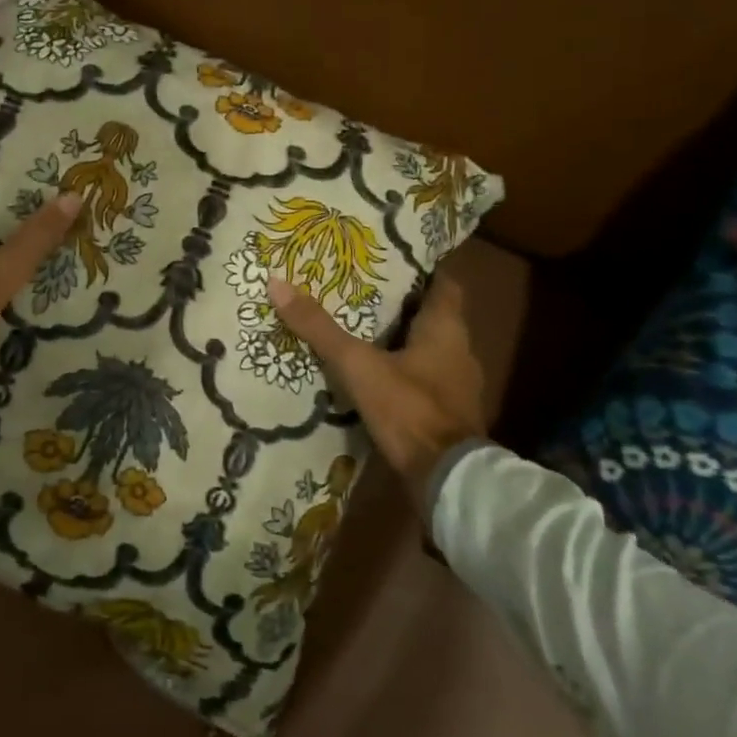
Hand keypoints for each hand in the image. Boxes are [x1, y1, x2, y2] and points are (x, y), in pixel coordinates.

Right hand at [269, 273, 487, 490]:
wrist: (447, 481)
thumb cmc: (409, 409)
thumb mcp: (357, 365)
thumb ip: (320, 328)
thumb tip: (278, 284)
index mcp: (446, 329)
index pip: (443, 283)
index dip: (421, 267)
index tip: (389, 256)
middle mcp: (459, 351)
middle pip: (431, 315)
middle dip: (399, 303)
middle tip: (359, 289)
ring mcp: (456, 385)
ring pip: (426, 348)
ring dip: (398, 339)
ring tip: (358, 328)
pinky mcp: (446, 413)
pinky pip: (422, 378)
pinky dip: (400, 371)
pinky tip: (371, 374)